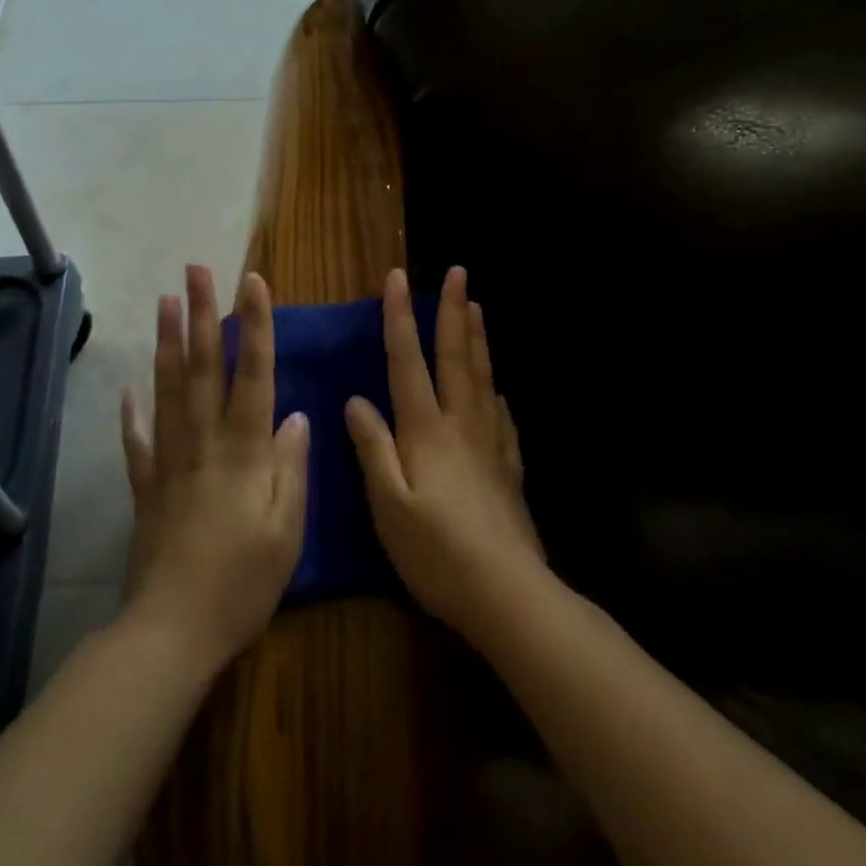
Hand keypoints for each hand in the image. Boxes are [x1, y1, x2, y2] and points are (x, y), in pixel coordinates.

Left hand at [120, 265, 309, 672]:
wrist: (174, 629)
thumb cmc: (243, 582)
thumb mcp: (287, 529)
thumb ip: (291, 467)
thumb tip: (296, 415)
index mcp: (244, 450)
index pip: (253, 373)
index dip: (254, 325)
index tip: (251, 282)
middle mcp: (203, 442)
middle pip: (203, 367)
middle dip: (201, 314)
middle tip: (196, 270)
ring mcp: (169, 460)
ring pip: (167, 390)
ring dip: (166, 343)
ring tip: (164, 302)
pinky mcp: (146, 486)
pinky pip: (137, 441)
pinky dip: (131, 413)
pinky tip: (127, 388)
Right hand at [346, 266, 544, 643]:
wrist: (507, 593)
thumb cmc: (436, 552)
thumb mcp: (388, 503)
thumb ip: (373, 447)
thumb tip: (356, 399)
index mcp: (427, 430)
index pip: (409, 361)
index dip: (400, 318)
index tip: (397, 278)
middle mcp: (462, 425)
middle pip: (456, 357)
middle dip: (453, 312)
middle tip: (459, 272)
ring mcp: (491, 444)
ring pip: (483, 378)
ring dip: (477, 339)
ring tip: (479, 308)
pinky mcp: (509, 468)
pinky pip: (502, 417)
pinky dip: (496, 392)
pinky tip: (498, 390)